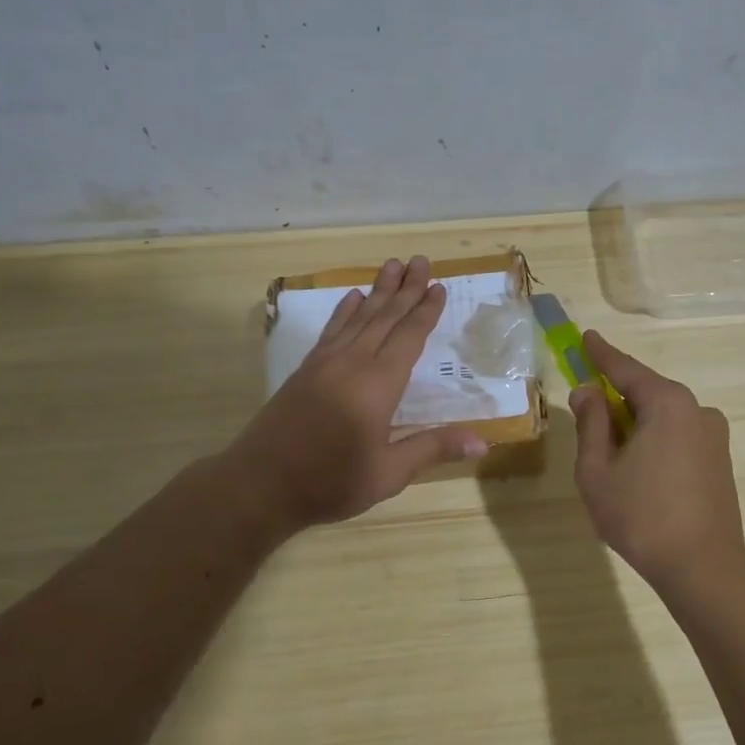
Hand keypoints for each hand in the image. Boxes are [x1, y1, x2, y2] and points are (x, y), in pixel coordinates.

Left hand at [233, 256, 486, 528]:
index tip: (437, 286)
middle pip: (384, 317)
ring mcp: (325, 363)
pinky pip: (332, 330)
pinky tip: (352, 297)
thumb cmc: (331, 481)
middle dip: (405, 288)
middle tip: (420, 260)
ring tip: (392, 265)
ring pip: (358, 317)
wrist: (260, 484)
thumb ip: (433, 448)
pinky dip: (344, 311)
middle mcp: (353, 363)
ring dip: (377, 290)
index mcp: (379, 384)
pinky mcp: (305, 370)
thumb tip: (483, 439)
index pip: (408, 337)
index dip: (425, 311)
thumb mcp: (389, 473)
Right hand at [569, 330, 744, 591]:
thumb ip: (591, 424)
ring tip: (610, 458)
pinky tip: (638, 474)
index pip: (626, 369)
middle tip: (587, 409)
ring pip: (662, 418)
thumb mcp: (598, 470)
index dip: (601, 354)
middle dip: (615, 398)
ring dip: (634, 426)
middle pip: (646, 393)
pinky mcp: (719, 461)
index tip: (586, 337)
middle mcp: (697, 410)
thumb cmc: (642, 517)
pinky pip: (677, 437)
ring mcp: (714, 436)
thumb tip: (588, 392)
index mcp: (667, 404)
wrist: (703, 569)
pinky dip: (653, 442)